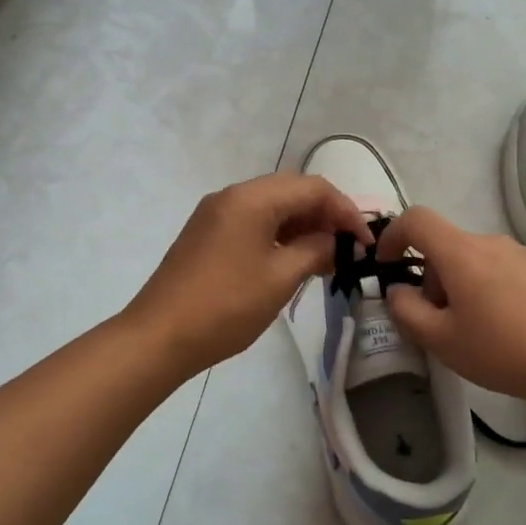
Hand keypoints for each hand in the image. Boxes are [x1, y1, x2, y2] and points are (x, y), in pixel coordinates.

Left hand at [126, 172, 371, 377]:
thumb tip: (336, 242)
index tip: (365, 243)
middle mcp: (232, 196)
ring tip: (327, 259)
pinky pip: (253, 222)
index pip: (313, 188)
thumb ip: (315, 250)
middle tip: (349, 248)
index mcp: (251, 198)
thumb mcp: (280, 278)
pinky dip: (279, 235)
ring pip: (272, 207)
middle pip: (291, 191)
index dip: (346, 211)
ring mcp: (215, 214)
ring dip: (302, 226)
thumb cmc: (226, 306)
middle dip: (325, 215)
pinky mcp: (207, 235)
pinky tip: (294, 261)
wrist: (160, 336)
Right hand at [374, 205, 525, 411]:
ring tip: (474, 333)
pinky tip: (506, 331)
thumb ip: (407, 312)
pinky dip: (487, 291)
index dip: (392, 236)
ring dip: (459, 288)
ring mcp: (521, 254)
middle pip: (445, 248)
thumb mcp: (443, 340)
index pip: (415, 220)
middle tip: (438, 325)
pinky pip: (500, 271)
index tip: (386, 266)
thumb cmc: (505, 349)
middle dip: (430, 280)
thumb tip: (398, 292)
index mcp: (460, 252)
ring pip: (473, 261)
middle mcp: (490, 242)